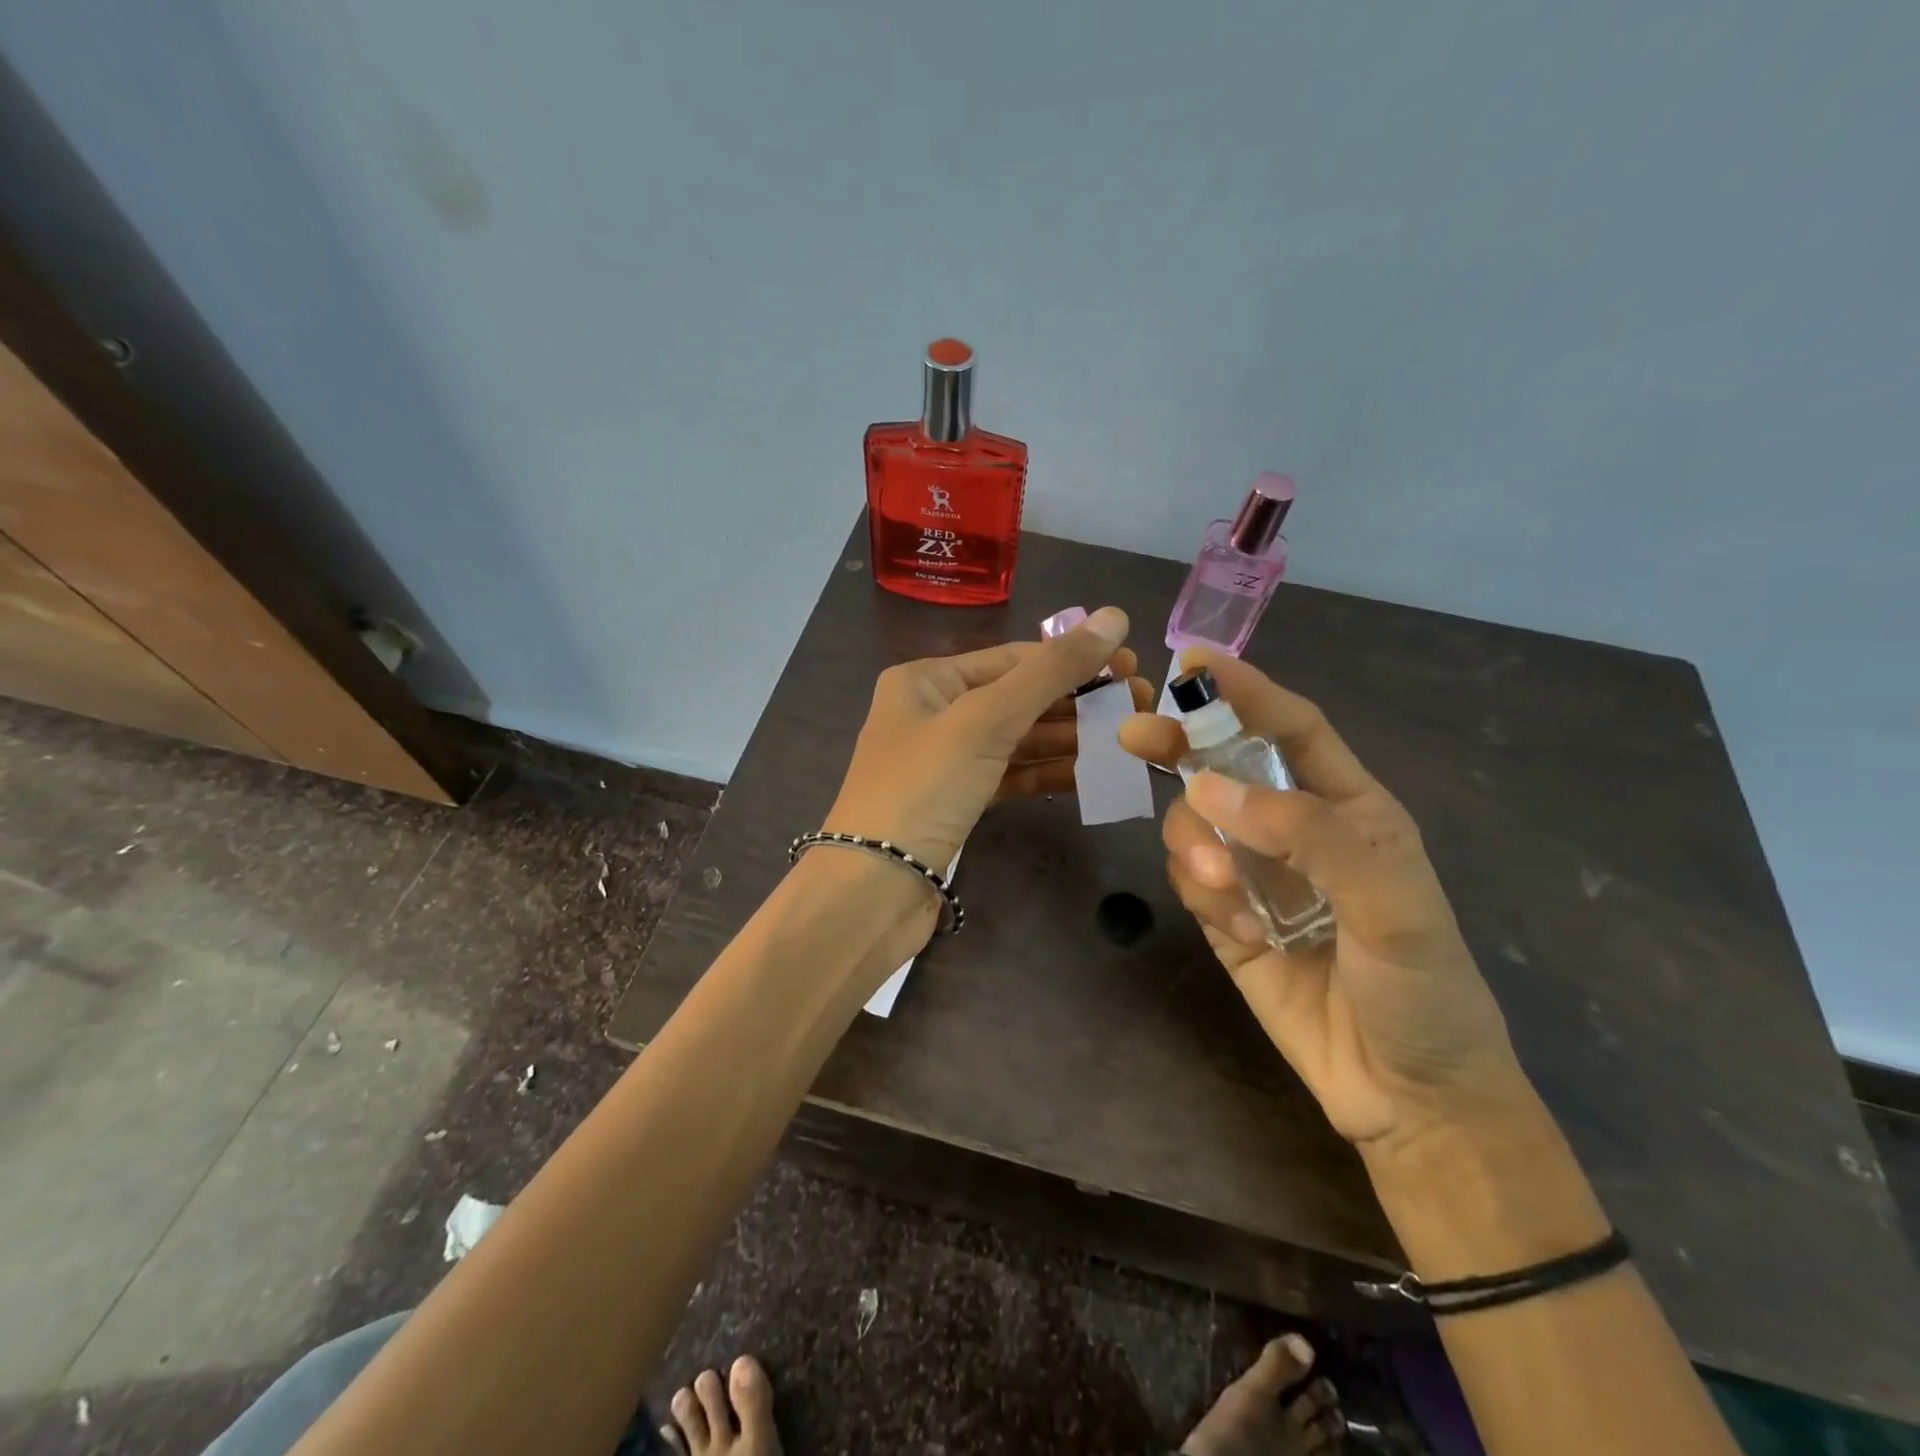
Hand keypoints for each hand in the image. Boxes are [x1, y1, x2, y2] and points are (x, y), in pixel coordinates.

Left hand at [824, 605, 1149, 876]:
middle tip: (1140, 705)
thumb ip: (1050, 671)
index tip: (1132, 668)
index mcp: (926, 679)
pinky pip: (1011, 775)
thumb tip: (1114, 616)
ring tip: (1127, 738)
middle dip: (1077, 700)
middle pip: (1018, 697)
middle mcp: (934, 712)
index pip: (1013, 658)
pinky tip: (1092, 774)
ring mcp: (946, 760)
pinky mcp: (959, 801)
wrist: (873, 890)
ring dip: (1070, 737)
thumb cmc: (923, 789)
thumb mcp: (985, 720)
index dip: (1073, 660)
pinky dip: (1048, 772)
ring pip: (1018, 739)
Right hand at [1120, 648, 1521, 1150]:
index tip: (1192, 662)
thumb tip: (1205, 789)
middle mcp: (1296, 830)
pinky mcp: (1227, 917)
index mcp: (1349, 807)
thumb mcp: (1391, 903)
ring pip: (1195, 825)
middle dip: (1182, 747)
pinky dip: (1201, 893)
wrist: (1407, 1096)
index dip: (1245, 691)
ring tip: (1229, 894)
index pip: (1292, 729)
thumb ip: (1308, 834)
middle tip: (1136, 735)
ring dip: (1198, 847)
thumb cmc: (1423, 990)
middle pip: (1224, 766)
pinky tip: (1244, 932)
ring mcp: (1256, 873)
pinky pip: (1190, 879)